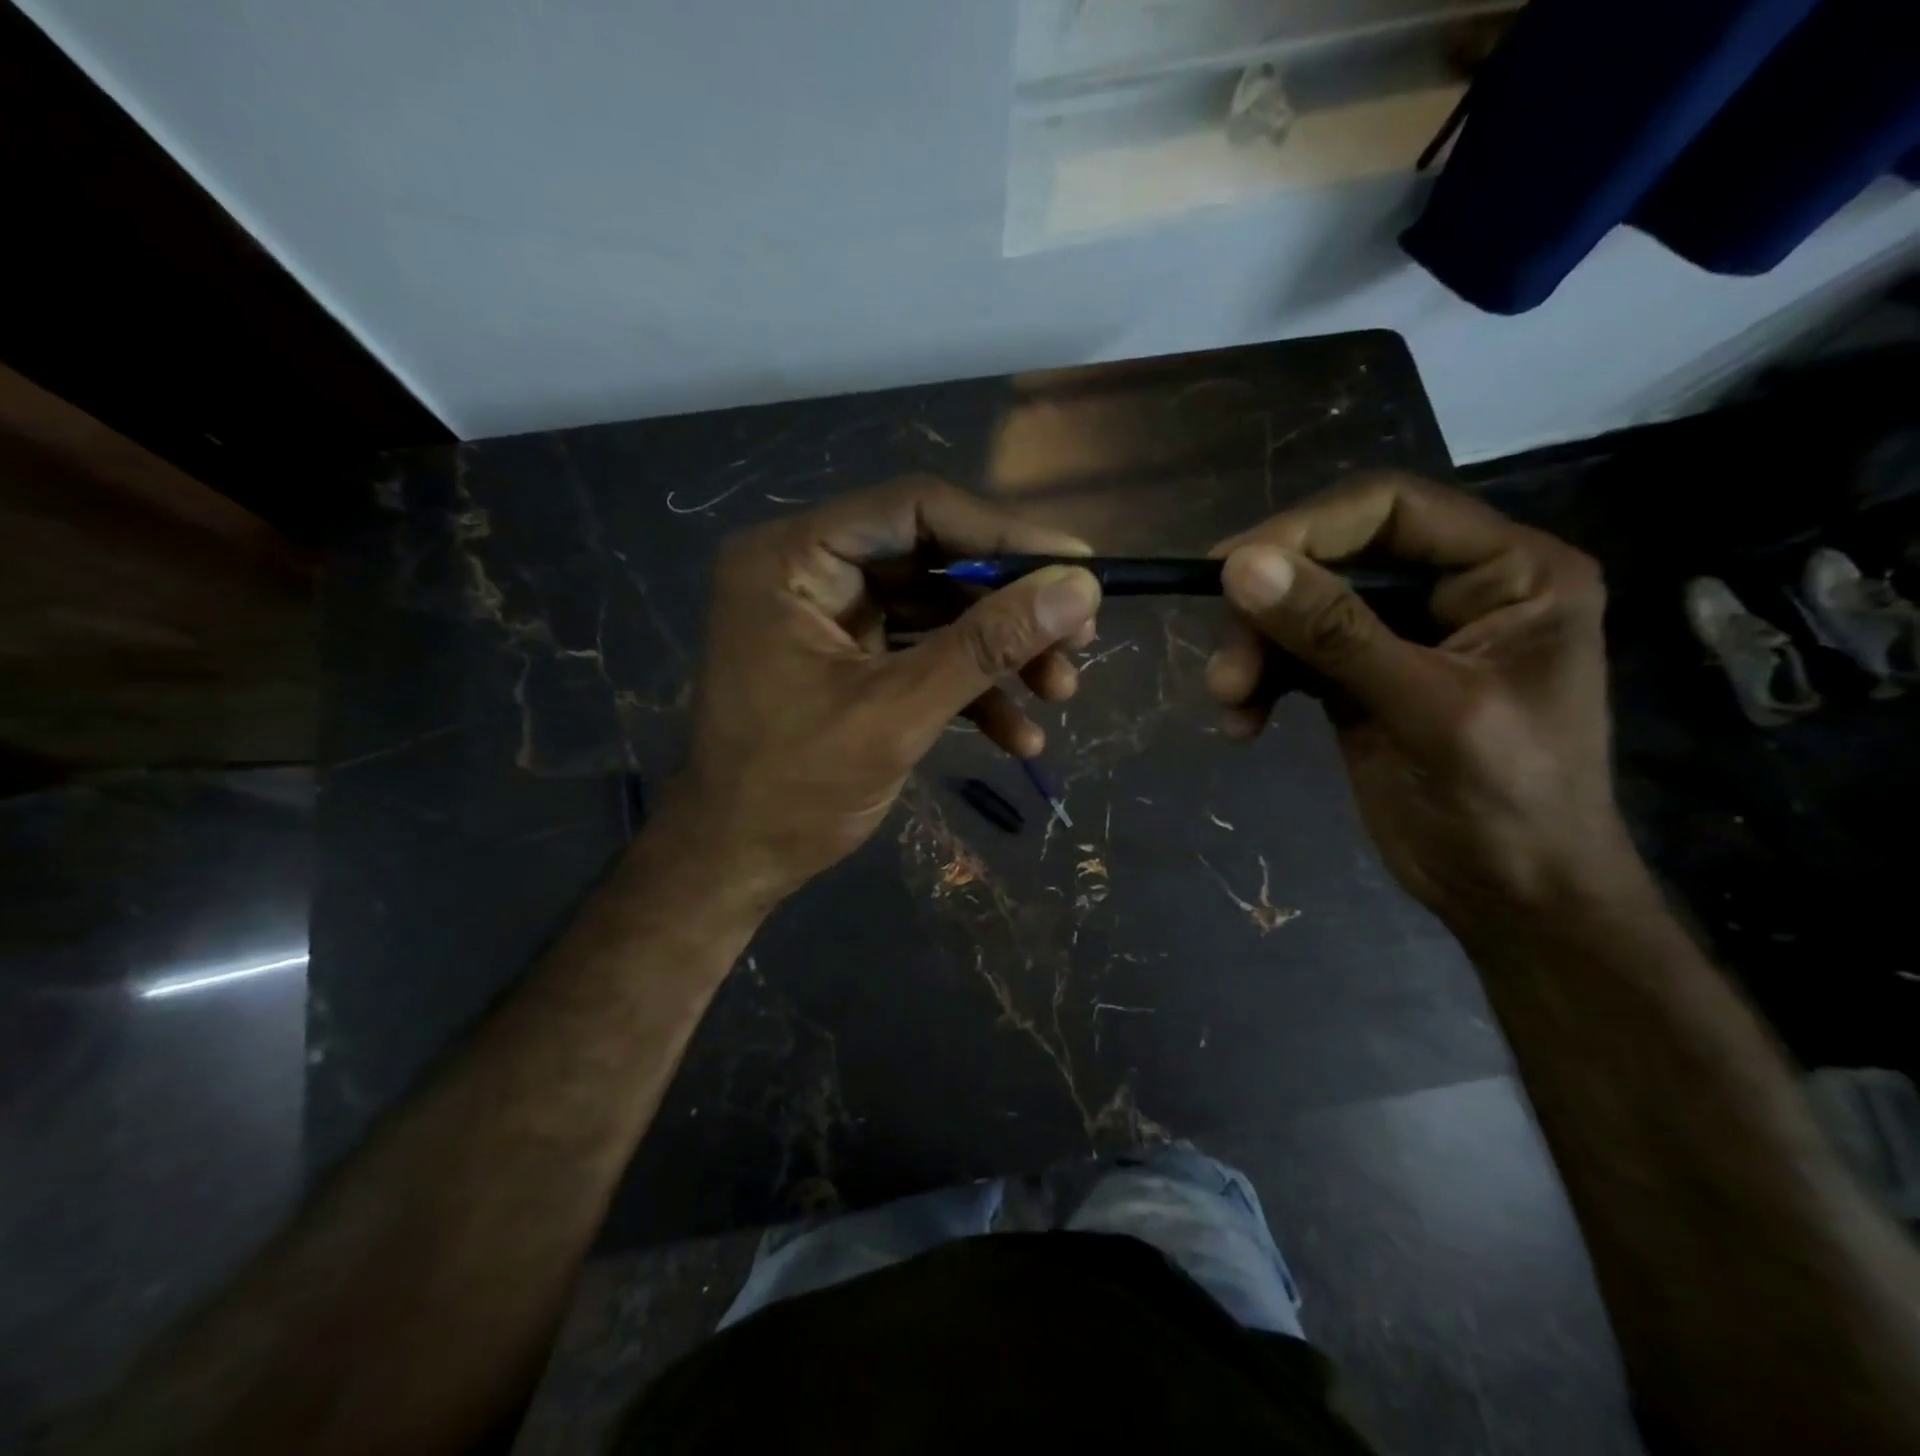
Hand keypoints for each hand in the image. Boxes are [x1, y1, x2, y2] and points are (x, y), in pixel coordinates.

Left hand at [666, 477, 1101, 906]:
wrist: (737, 862)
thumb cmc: (796, 788)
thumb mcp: (899, 712)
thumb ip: (988, 645)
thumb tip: (1081, 589)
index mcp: (794, 557)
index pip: (916, 511)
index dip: (1004, 535)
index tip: (1079, 567)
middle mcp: (810, 570)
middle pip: (935, 560)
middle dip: (1010, 607)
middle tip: (1079, 639)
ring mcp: (831, 617)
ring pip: (938, 610)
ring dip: (1001, 653)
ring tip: (1060, 692)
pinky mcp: (851, 660)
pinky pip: (922, 653)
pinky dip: (970, 688)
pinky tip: (1018, 736)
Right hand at [1206, 473, 1637, 925]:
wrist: (1514, 900)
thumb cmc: (1508, 805)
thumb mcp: (1426, 711)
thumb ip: (1335, 635)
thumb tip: (1238, 567)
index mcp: (1509, 570)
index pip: (1389, 509)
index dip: (1304, 530)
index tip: (1227, 572)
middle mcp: (1453, 587)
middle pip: (1333, 558)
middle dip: (1270, 609)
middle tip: (1225, 668)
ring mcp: (1400, 634)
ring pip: (1301, 608)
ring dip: (1254, 651)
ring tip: (1229, 702)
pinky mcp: (1359, 678)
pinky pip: (1292, 657)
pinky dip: (1260, 683)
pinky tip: (1243, 725)